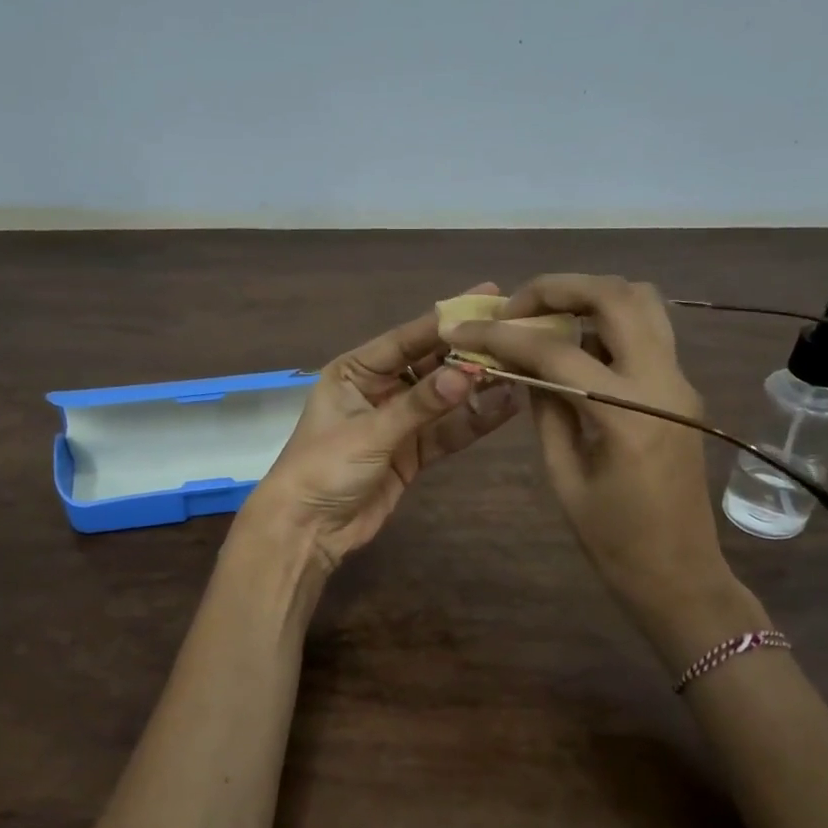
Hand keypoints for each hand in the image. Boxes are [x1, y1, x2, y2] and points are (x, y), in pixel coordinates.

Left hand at [247, 284, 520, 573]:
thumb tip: (469, 372)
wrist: (307, 530)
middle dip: (468, 353)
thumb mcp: (370, 432)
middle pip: (430, 365)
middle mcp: (378, 389)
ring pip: (443, 399)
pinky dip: (472, 421)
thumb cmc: (324, 468)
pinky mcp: (411, 453)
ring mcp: (397, 422)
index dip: (445, 320)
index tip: (486, 297)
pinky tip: (506, 406)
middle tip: (513, 333)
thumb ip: (420, 405)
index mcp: (355, 371)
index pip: (406, 339)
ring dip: (477, 388)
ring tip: (520, 370)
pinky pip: (446, 431)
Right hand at [445, 274, 763, 653]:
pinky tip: (573, 344)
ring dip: (589, 296)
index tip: (465, 330)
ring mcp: (680, 381)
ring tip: (544, 317)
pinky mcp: (682, 388)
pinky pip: (647, 331)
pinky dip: (607, 321)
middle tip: (514, 307)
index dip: (504, 336)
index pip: (556, 353)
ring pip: (642, 302)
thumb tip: (524, 367)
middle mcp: (663, 383)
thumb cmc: (614, 541)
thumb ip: (546, 411)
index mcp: (628, 415)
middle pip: (616, 296)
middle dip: (557, 288)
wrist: (680, 574)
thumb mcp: (564, 477)